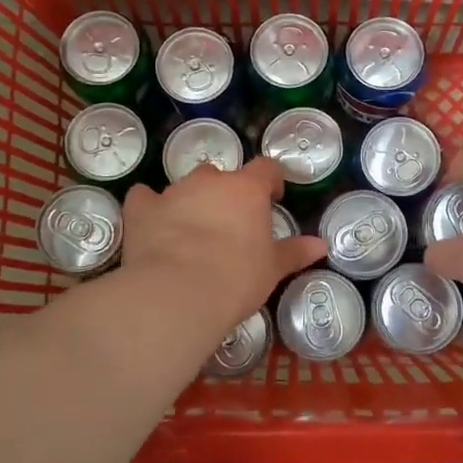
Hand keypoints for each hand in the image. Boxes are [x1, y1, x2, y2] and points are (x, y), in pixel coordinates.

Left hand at [121, 158, 325, 332]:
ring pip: (186, 186)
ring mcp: (173, 192)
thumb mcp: (272, 269)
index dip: (271, 180)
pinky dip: (150, 207)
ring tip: (193, 231)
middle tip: (231, 224)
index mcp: (246, 190)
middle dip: (227, 193)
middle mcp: (209, 181)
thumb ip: (294, 252)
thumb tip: (320, 246)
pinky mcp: (142, 209)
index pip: (266, 168)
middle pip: (222, 175)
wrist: (177, 294)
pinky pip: (145, 199)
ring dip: (192, 201)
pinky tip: (152, 224)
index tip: (273, 197)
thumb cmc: (236, 278)